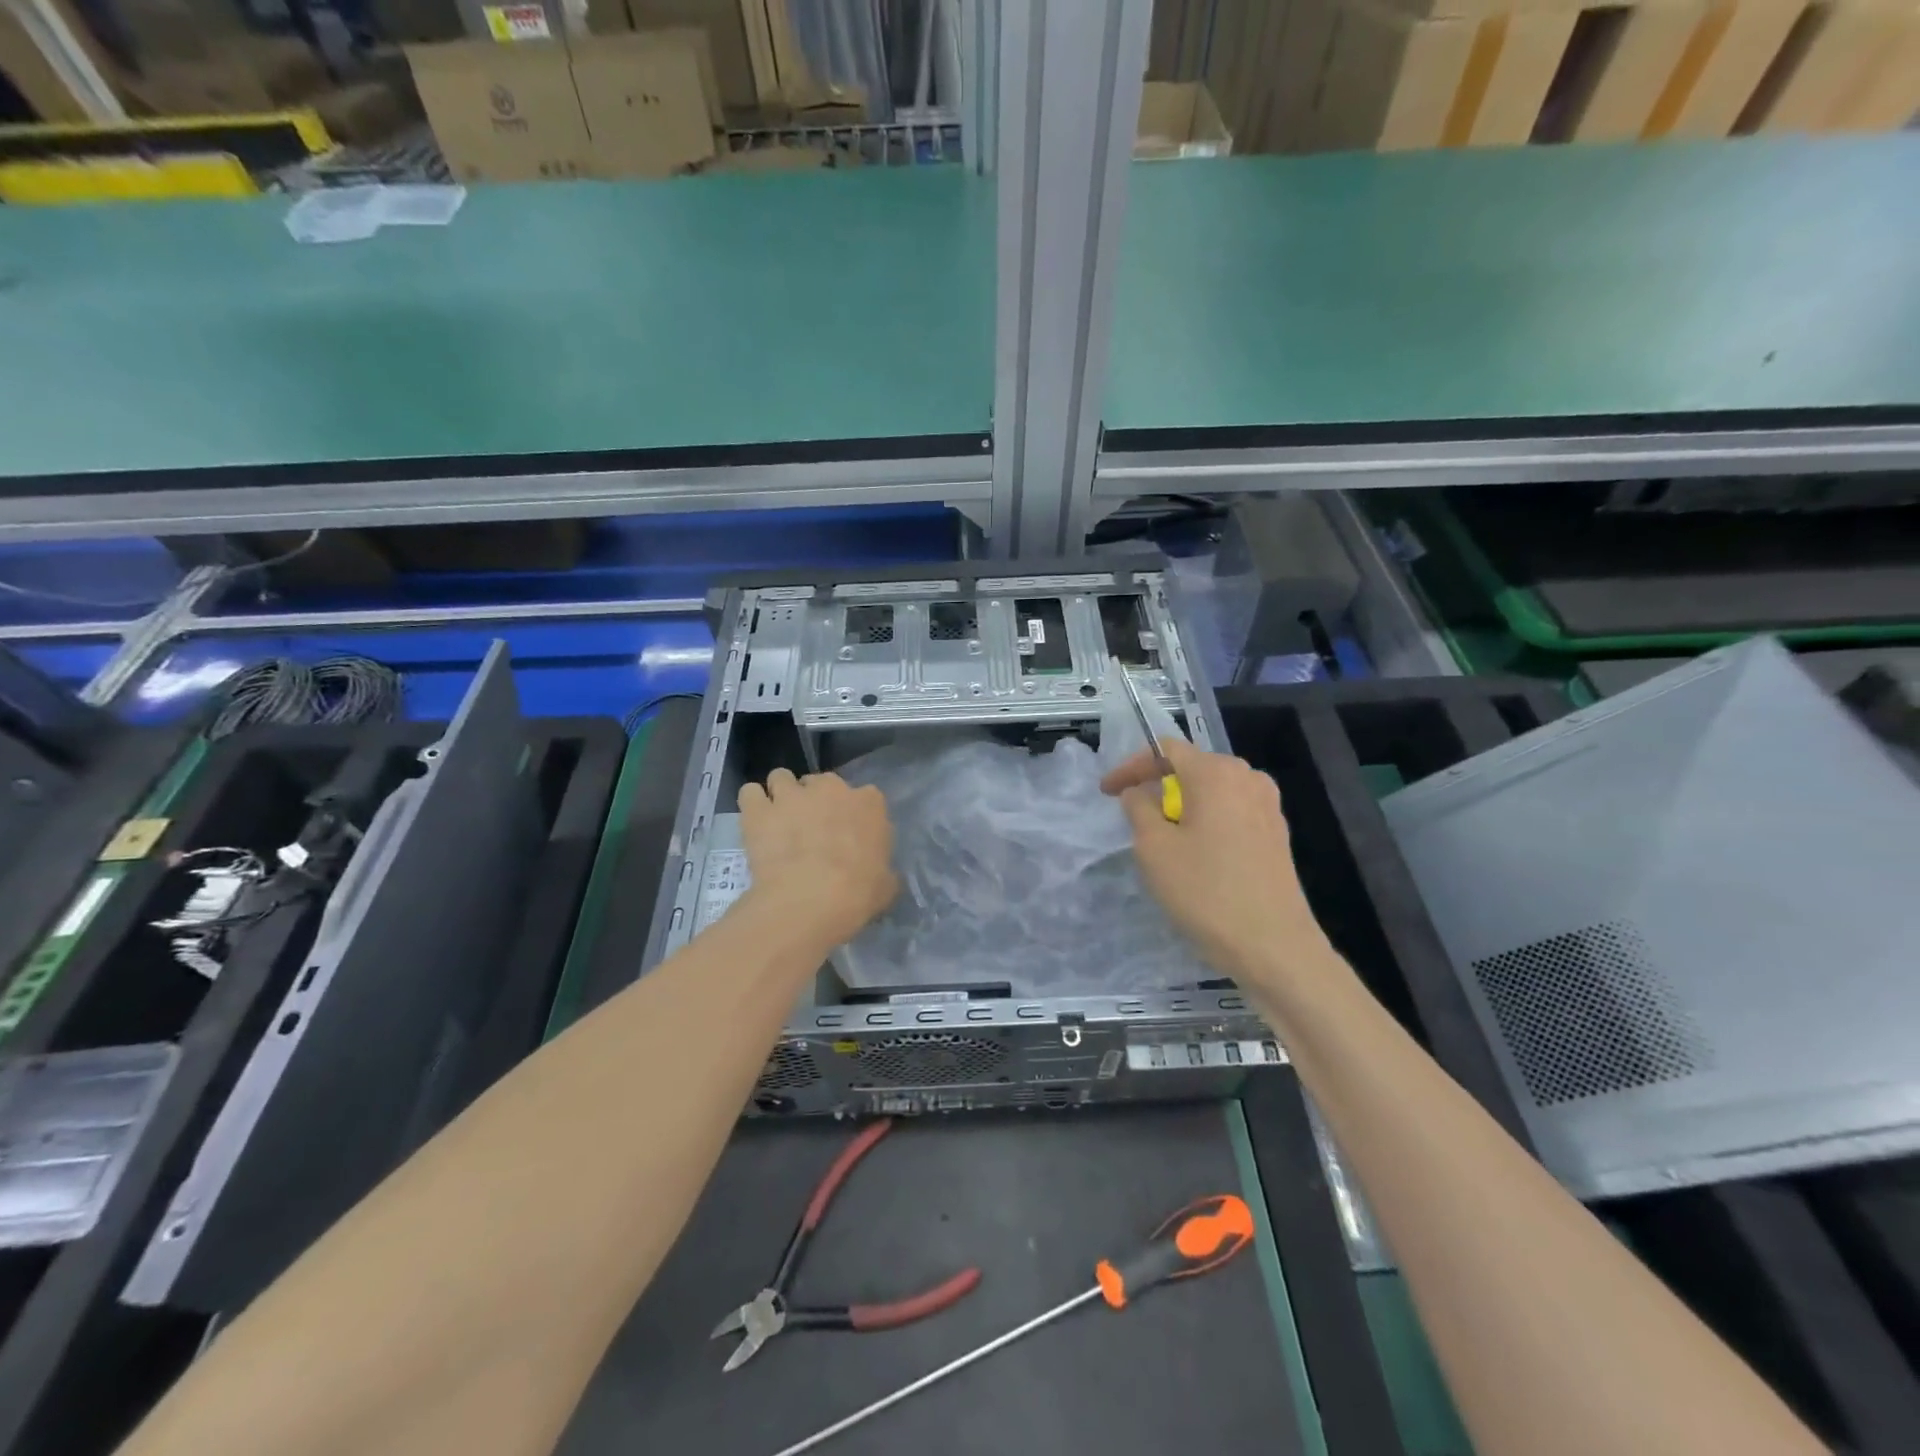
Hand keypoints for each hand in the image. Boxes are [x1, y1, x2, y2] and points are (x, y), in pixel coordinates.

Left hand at [737, 769, 896, 948]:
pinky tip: (755, 822)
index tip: (848, 834)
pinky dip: (752, 804)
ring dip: (781, 794)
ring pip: (781, 777)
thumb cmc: (857, 893)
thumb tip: (876, 873)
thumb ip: (881, 868)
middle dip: (815, 800)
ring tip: (778, 820)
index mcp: (869, 802)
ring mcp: (791, 795)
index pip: (865, 796)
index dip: (853, 814)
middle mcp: (830, 788)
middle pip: (820, 782)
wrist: (810, 900)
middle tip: (810, 829)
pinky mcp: (759, 810)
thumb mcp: (886, 884)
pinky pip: (750, 793)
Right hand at [1101, 738, 1327, 983]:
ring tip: (1162, 837)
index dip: (1130, 766)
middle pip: (1191, 767)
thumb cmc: (1206, 892)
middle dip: (1157, 786)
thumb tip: (1139, 793)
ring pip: (1212, 792)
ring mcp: (1268, 806)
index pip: (1164, 749)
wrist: (1273, 946)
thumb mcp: (1153, 848)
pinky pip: (1231, 812)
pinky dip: (1206, 822)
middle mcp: (1247, 778)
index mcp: (1216, 773)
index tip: (1106, 792)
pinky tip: (1196, 853)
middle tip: (1132, 815)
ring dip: (1182, 806)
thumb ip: (1138, 808)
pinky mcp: (1276, 834)